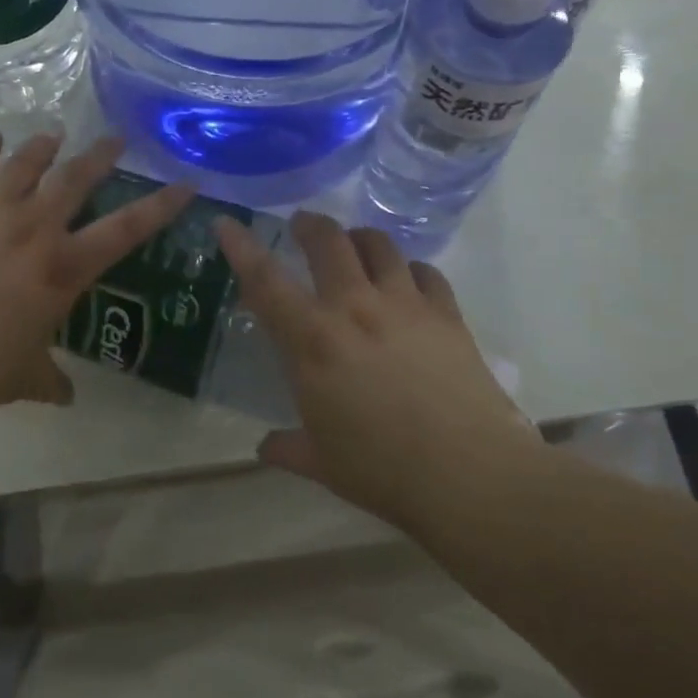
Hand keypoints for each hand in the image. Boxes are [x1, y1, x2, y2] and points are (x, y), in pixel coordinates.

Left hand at [0, 131, 192, 408]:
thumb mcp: (25, 376)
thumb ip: (50, 381)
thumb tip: (65, 397)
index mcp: (64, 268)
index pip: (126, 230)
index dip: (160, 205)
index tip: (184, 183)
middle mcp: (35, 229)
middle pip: (75, 178)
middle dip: (99, 155)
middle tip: (114, 138)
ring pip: (25, 164)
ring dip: (44, 146)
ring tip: (54, 134)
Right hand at [213, 211, 536, 525]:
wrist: (469, 475)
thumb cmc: (382, 471)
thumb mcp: (323, 463)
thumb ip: (288, 447)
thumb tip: (265, 447)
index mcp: (313, 341)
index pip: (265, 281)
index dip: (241, 248)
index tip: (228, 223)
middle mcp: (355, 308)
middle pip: (328, 241)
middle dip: (309, 225)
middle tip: (302, 226)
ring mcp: (405, 305)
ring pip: (378, 245)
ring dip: (359, 238)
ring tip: (353, 246)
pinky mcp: (446, 314)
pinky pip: (425, 272)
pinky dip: (409, 269)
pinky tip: (408, 281)